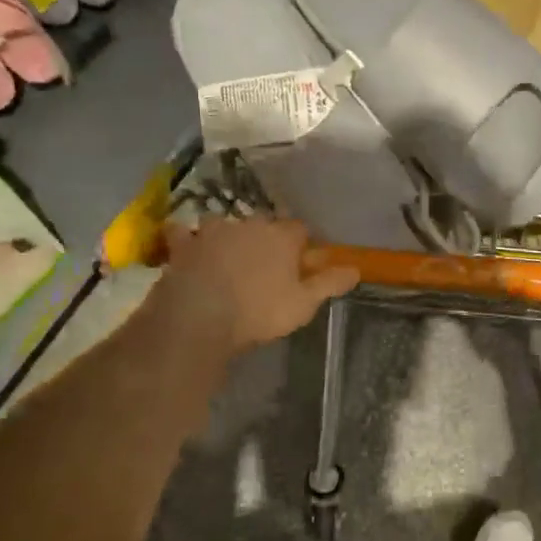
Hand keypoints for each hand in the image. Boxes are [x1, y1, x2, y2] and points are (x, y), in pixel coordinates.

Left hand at [155, 216, 357, 352]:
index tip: (301, 263)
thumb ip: (330, 283)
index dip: (301, 245)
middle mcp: (249, 224)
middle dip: (266, 238)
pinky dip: (186, 238)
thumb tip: (356, 269)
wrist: (199, 317)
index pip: (300, 230)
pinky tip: (186, 248)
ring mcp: (213, 231)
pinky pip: (183, 233)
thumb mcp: (304, 304)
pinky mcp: (183, 244)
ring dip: (227, 235)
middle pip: (264, 224)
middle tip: (265, 264)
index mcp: (282, 237)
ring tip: (227, 257)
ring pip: (225, 224)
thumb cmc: (259, 311)